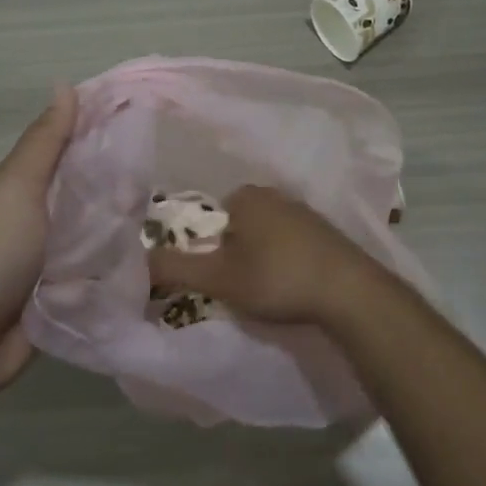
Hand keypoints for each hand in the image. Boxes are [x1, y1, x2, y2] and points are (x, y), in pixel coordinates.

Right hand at [146, 185, 394, 326]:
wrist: (348, 291)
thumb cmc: (276, 277)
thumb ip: (175, 267)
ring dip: (263, 258)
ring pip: (268, 234)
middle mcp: (277, 194)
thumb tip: (136, 259)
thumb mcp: (218, 277)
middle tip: (237, 285)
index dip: (209, 246)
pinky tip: (293, 286)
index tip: (214, 274)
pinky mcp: (329, 233)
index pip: (213, 215)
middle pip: (241, 224)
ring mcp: (307, 212)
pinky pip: (295, 244)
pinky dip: (289, 262)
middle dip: (236, 251)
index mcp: (247, 196)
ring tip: (266, 291)